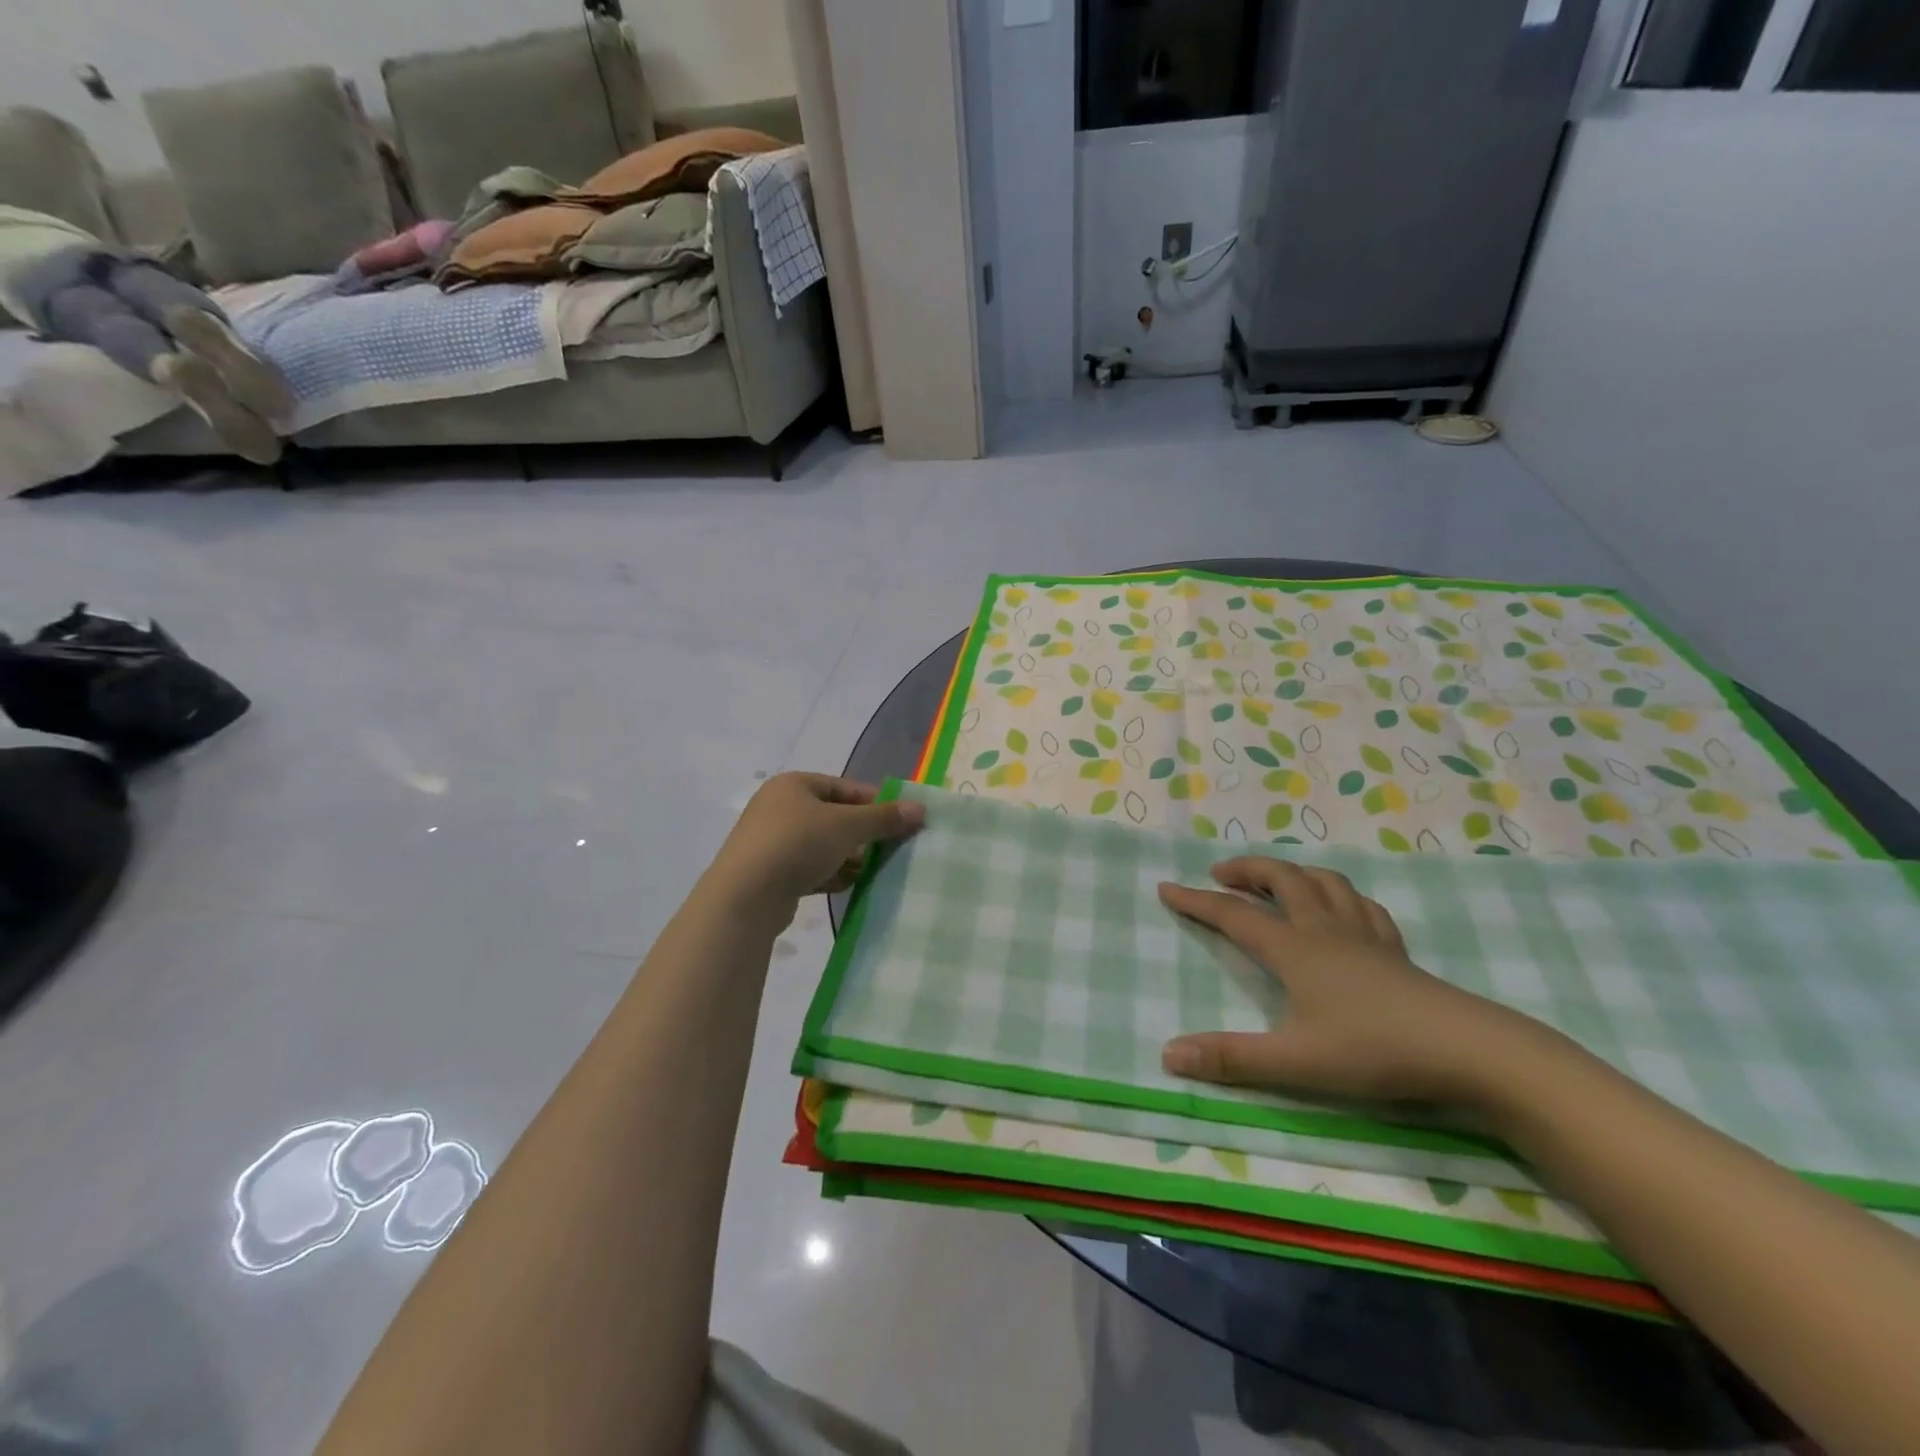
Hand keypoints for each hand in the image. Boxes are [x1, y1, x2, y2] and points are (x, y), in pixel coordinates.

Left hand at [708, 773, 924, 915]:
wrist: (746, 896)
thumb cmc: (798, 844)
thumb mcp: (848, 826)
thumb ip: (884, 818)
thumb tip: (920, 809)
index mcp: (794, 785)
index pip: (845, 787)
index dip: (875, 803)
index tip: (901, 822)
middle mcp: (779, 807)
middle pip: (835, 817)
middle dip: (862, 835)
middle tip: (889, 849)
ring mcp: (772, 841)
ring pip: (823, 845)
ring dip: (848, 858)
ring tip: (870, 872)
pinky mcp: (770, 873)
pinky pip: (809, 868)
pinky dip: (829, 875)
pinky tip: (845, 886)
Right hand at [1158, 858, 1554, 1108]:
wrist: (1468, 1050)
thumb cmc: (1375, 1051)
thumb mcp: (1295, 1062)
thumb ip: (1230, 1059)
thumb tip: (1167, 1054)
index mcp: (1294, 949)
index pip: (1233, 914)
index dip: (1195, 900)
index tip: (1166, 888)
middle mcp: (1324, 930)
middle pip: (1282, 879)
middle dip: (1246, 869)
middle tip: (1221, 872)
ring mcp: (1365, 936)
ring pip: (1324, 883)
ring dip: (1293, 873)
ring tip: (1277, 881)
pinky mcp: (1396, 950)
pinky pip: (1363, 905)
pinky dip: (1340, 895)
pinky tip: (1342, 909)